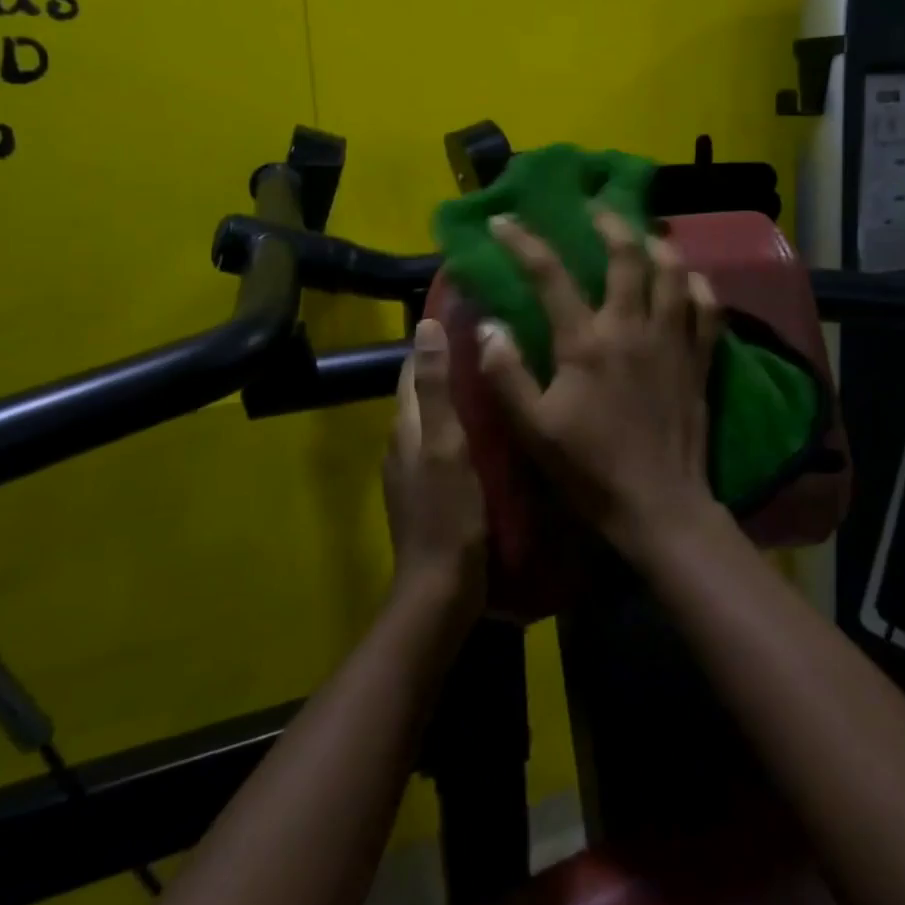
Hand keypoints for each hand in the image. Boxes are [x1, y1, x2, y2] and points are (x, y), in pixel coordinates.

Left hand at [383, 319, 486, 614]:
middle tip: (496, 344)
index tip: (469, 316)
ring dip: (461, 397)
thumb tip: (424, 326)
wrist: (442, 588)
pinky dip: (466, 427)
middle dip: (451, 365)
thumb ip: (436, 387)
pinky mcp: (432, 491)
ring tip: (501, 378)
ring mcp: (416, 470)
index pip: (413, 368)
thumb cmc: (448, 512)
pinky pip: (448, 444)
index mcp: (405, 425)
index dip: (435, 339)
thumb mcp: (446, 444)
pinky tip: (496, 429)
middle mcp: (404, 442)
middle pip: (425, 391)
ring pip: (437, 418)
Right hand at [477, 210, 722, 562]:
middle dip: (609, 222)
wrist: (659, 506)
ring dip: (657, 243)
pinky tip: (689, 279)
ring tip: (643, 233)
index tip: (504, 221)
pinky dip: (698, 286)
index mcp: (587, 342)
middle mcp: (633, 328)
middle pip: (626, 256)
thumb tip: (489, 324)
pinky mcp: (699, 359)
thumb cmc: (590, 470)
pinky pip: (708, 308)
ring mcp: (673, 340)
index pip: (550, 276)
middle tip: (595, 207)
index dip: (523, 242)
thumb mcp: (534, 428)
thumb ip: (507, 374)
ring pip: (673, 272)